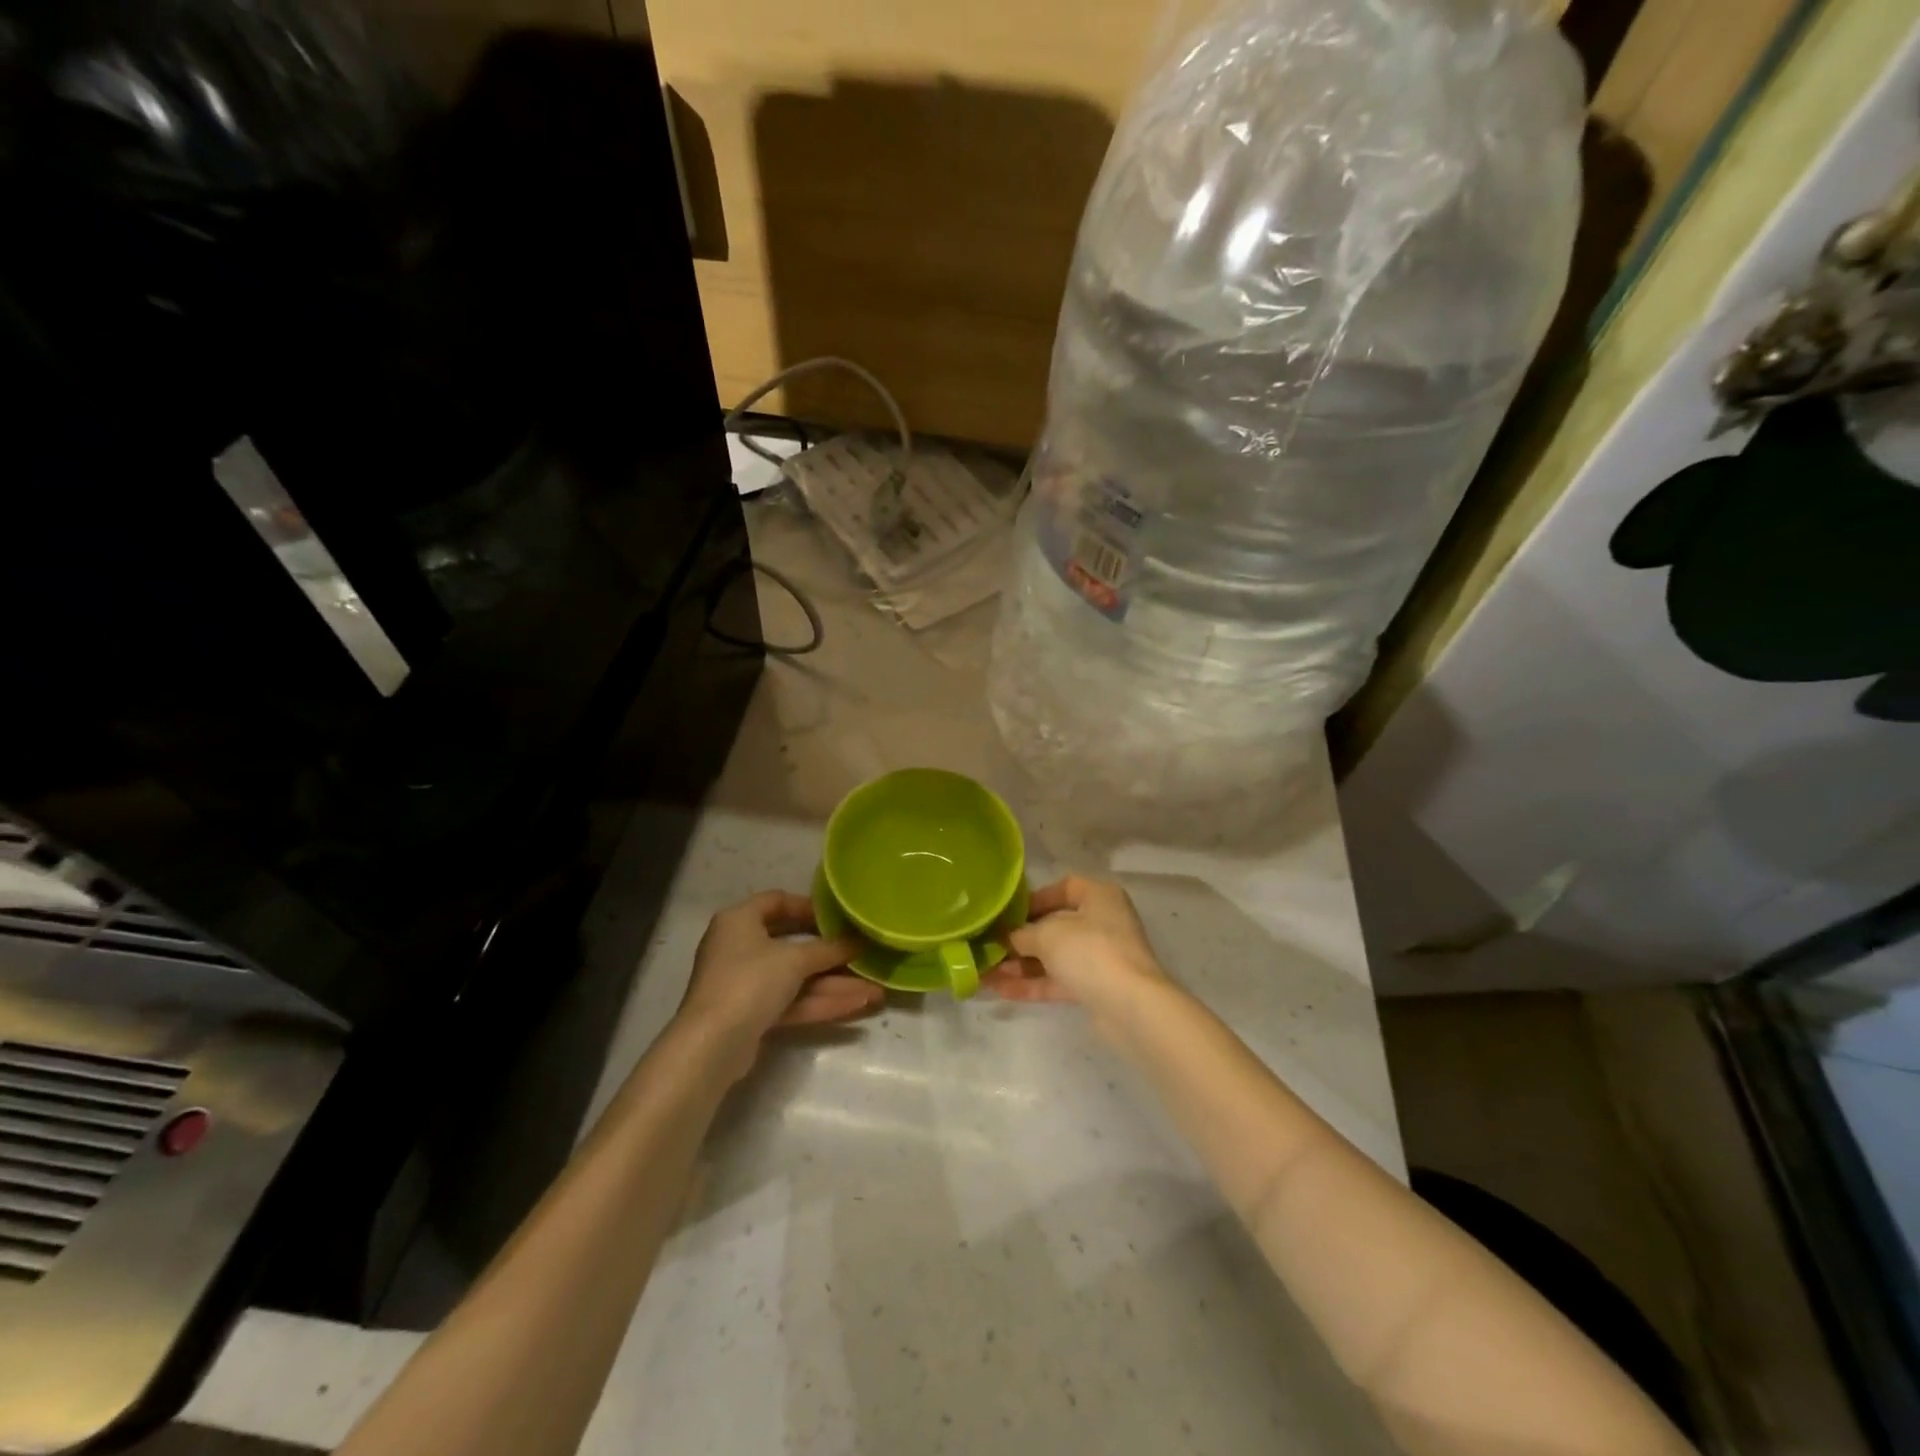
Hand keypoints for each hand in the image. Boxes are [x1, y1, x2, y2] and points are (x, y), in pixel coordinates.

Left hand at [676, 891, 883, 1075]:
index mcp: (740, 920)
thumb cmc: (750, 981)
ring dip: (834, 984)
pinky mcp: (753, 1014)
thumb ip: (829, 949)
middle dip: (831, 955)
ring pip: (797, 979)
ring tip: (876, 990)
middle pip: (792, 943)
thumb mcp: (794, 959)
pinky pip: (792, 1001)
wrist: (712, 1044)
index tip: (840, 917)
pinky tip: (858, 1005)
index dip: (810, 906)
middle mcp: (740, 947)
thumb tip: (859, 941)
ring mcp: (745, 983)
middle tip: (863, 954)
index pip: (777, 901)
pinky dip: (821, 1002)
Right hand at [982, 876, 1172, 1043]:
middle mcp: (1102, 922)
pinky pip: (1058, 980)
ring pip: (1054, 956)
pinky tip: (1000, 990)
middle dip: (1020, 938)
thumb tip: (1007, 937)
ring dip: (1021, 964)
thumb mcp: (1048, 934)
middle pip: (1055, 925)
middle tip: (988, 945)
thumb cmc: (1090, 952)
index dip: (1034, 898)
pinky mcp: (1095, 988)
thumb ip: (1023, 933)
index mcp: (1099, 896)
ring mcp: (1100, 957)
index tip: (1008, 912)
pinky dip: (1032, 984)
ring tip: (985, 972)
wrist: (1130, 1006)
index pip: (1064, 888)